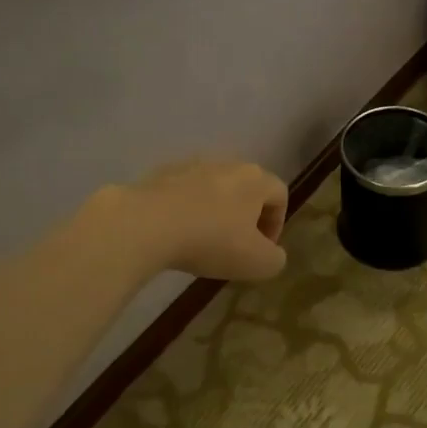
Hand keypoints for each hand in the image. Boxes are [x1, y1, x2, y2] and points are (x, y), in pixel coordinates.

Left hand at [104, 157, 288, 281]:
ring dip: (215, 212)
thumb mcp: (257, 263)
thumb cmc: (211, 241)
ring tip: (202, 241)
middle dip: (245, 216)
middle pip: (247, 188)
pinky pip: (183, 192)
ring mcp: (192, 165)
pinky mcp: (162, 174)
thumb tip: (271, 253)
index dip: (277, 224)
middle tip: (235, 246)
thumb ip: (274, 259)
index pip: (280, 194)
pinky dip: (186, 210)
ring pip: (214, 189)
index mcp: (256, 179)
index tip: (263, 250)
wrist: (147, 223)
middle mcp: (228, 164)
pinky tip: (175, 233)